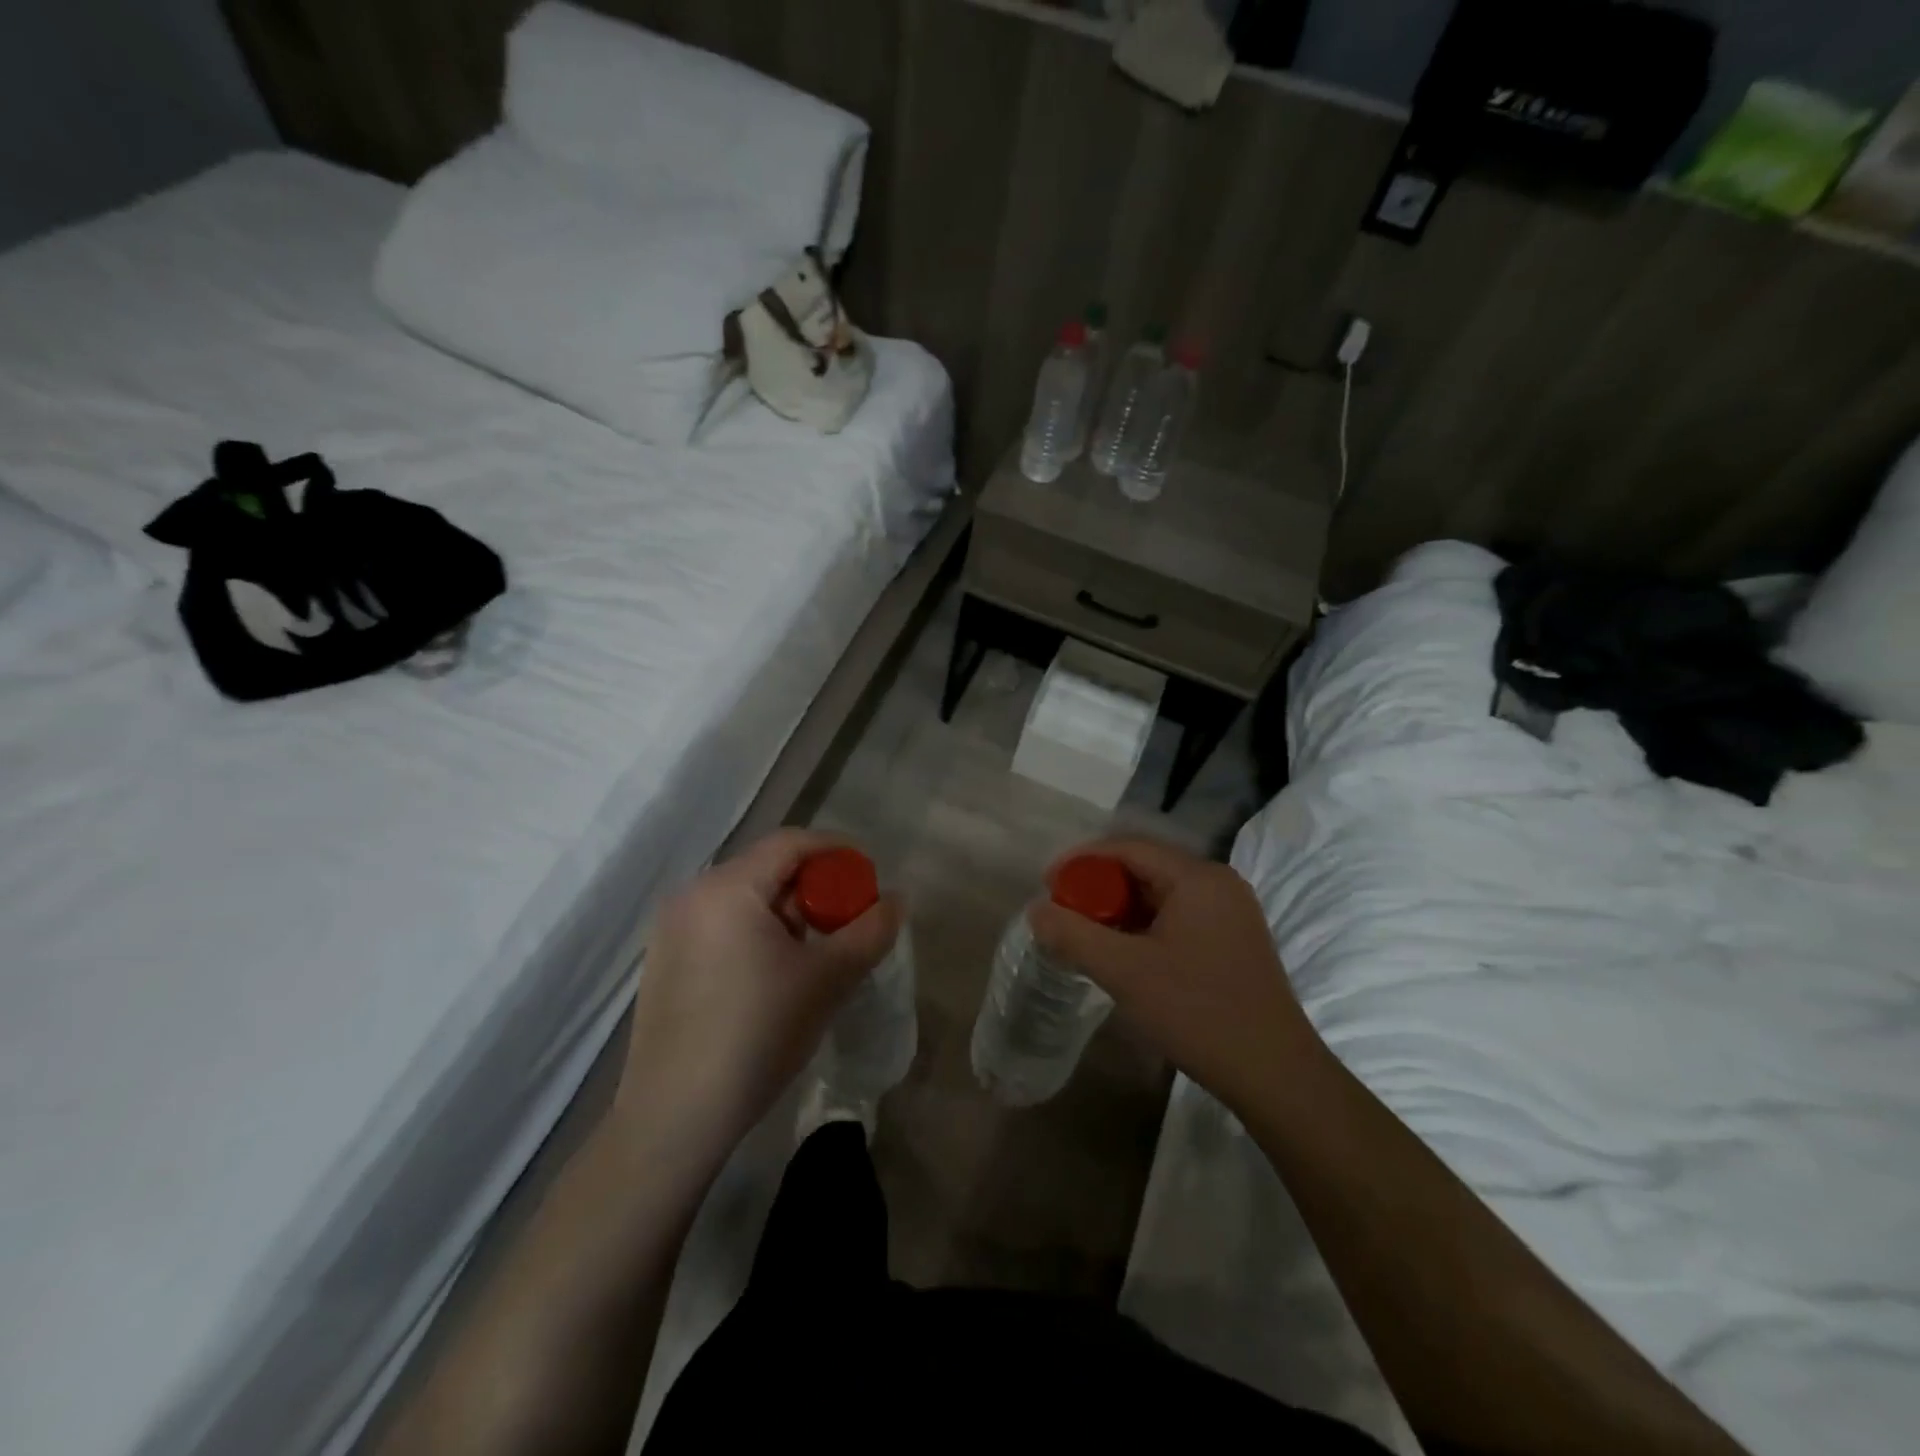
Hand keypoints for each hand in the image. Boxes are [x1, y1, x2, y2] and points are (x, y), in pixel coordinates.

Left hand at [613, 829, 899, 1162]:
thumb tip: (897, 900)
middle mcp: (692, 894)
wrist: (675, 1117)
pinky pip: (722, 925)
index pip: (792, 843)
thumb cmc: (757, 1034)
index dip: (838, 852)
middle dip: (815, 889)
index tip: (869, 880)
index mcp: (727, 887)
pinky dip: (757, 933)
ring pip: (745, 899)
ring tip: (815, 955)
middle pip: (768, 869)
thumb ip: (870, 931)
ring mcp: (671, 929)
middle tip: (846, 925)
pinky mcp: (665, 961)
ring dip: (788, 914)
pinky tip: (774, 976)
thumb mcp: (827, 979)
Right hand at [1027, 836, 1319, 1114]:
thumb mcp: (1124, 972)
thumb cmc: (1197, 1012)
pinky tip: (1125, 954)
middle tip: (1065, 913)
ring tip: (1087, 935)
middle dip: (1100, 888)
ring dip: (1121, 910)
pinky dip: (1146, 927)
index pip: (1128, 848)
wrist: (1275, 1074)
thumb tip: (1036, 910)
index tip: (1048, 885)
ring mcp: (1231, 912)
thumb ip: (1073, 935)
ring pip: (1162, 895)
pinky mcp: (1235, 940)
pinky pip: (1179, 917)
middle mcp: (1218, 883)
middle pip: (1145, 868)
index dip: (1082, 861)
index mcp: (1197, 877)